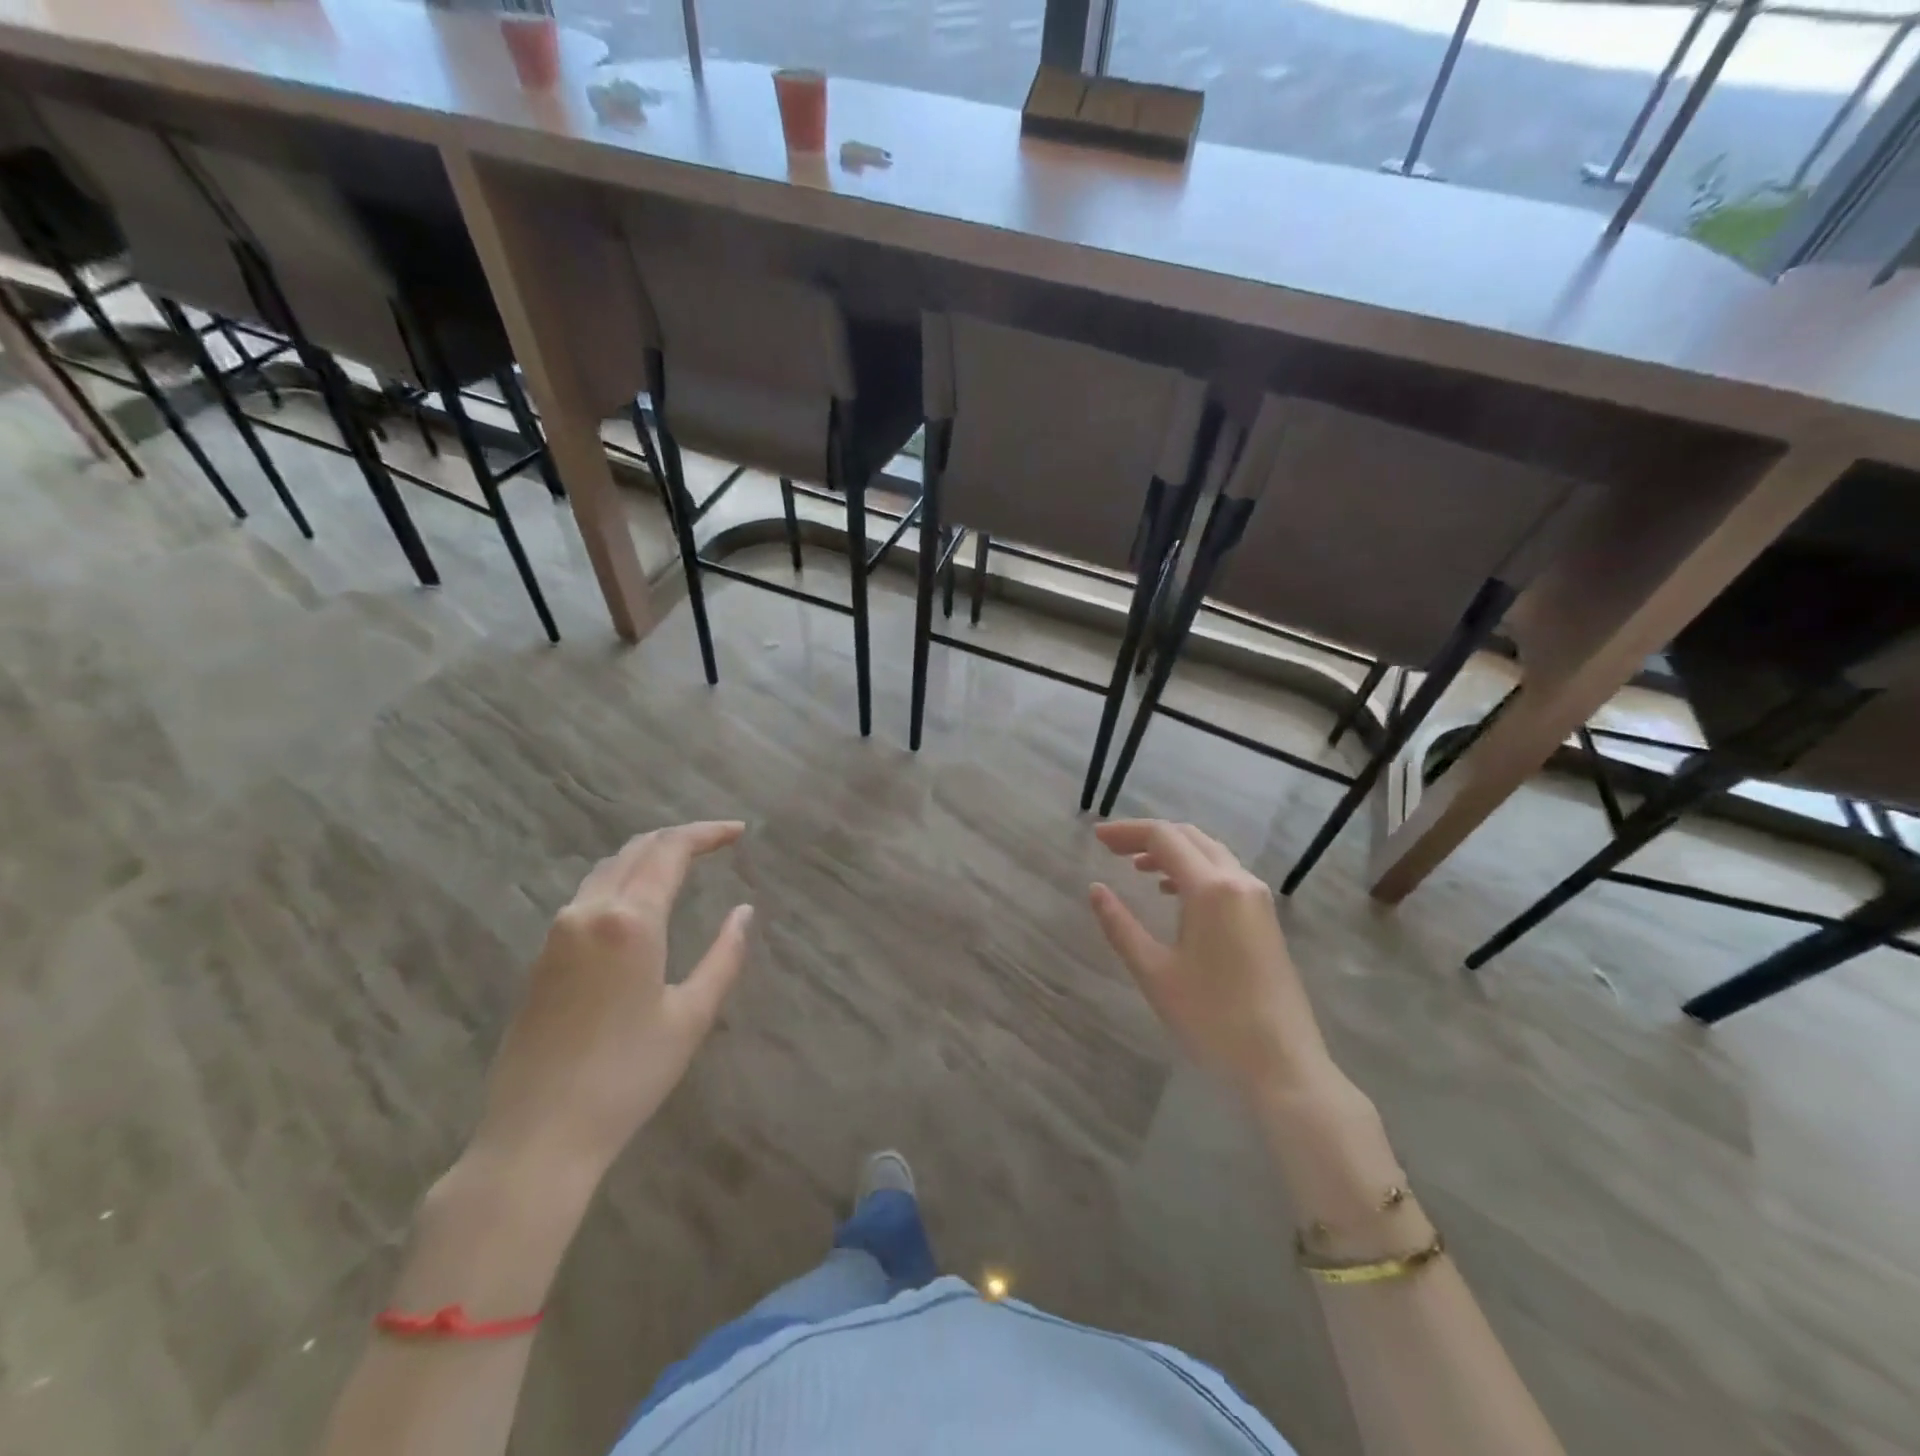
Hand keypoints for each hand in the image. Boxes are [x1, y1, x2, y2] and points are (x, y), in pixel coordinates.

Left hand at [470, 821, 754, 1176]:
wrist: (538, 1135)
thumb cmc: (627, 1077)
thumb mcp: (691, 1016)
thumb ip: (724, 956)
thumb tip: (744, 912)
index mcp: (630, 921)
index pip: (670, 851)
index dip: (707, 833)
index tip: (739, 831)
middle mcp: (589, 912)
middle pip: (636, 850)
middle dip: (678, 837)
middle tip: (717, 841)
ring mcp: (558, 932)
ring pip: (608, 869)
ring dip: (647, 855)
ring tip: (683, 861)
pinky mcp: (542, 956)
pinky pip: (588, 894)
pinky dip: (622, 879)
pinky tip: (640, 899)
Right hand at [1090, 820, 1332, 1095]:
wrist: (1283, 1064)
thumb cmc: (1212, 1018)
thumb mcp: (1155, 972)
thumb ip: (1120, 925)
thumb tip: (1096, 889)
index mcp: (1211, 888)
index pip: (1164, 838)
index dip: (1127, 832)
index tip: (1096, 836)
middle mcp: (1239, 881)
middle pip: (1190, 837)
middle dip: (1149, 836)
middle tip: (1112, 848)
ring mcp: (1257, 899)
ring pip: (1210, 854)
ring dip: (1173, 852)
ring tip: (1137, 867)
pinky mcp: (1265, 918)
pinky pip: (1225, 874)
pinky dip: (1194, 870)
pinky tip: (1173, 893)